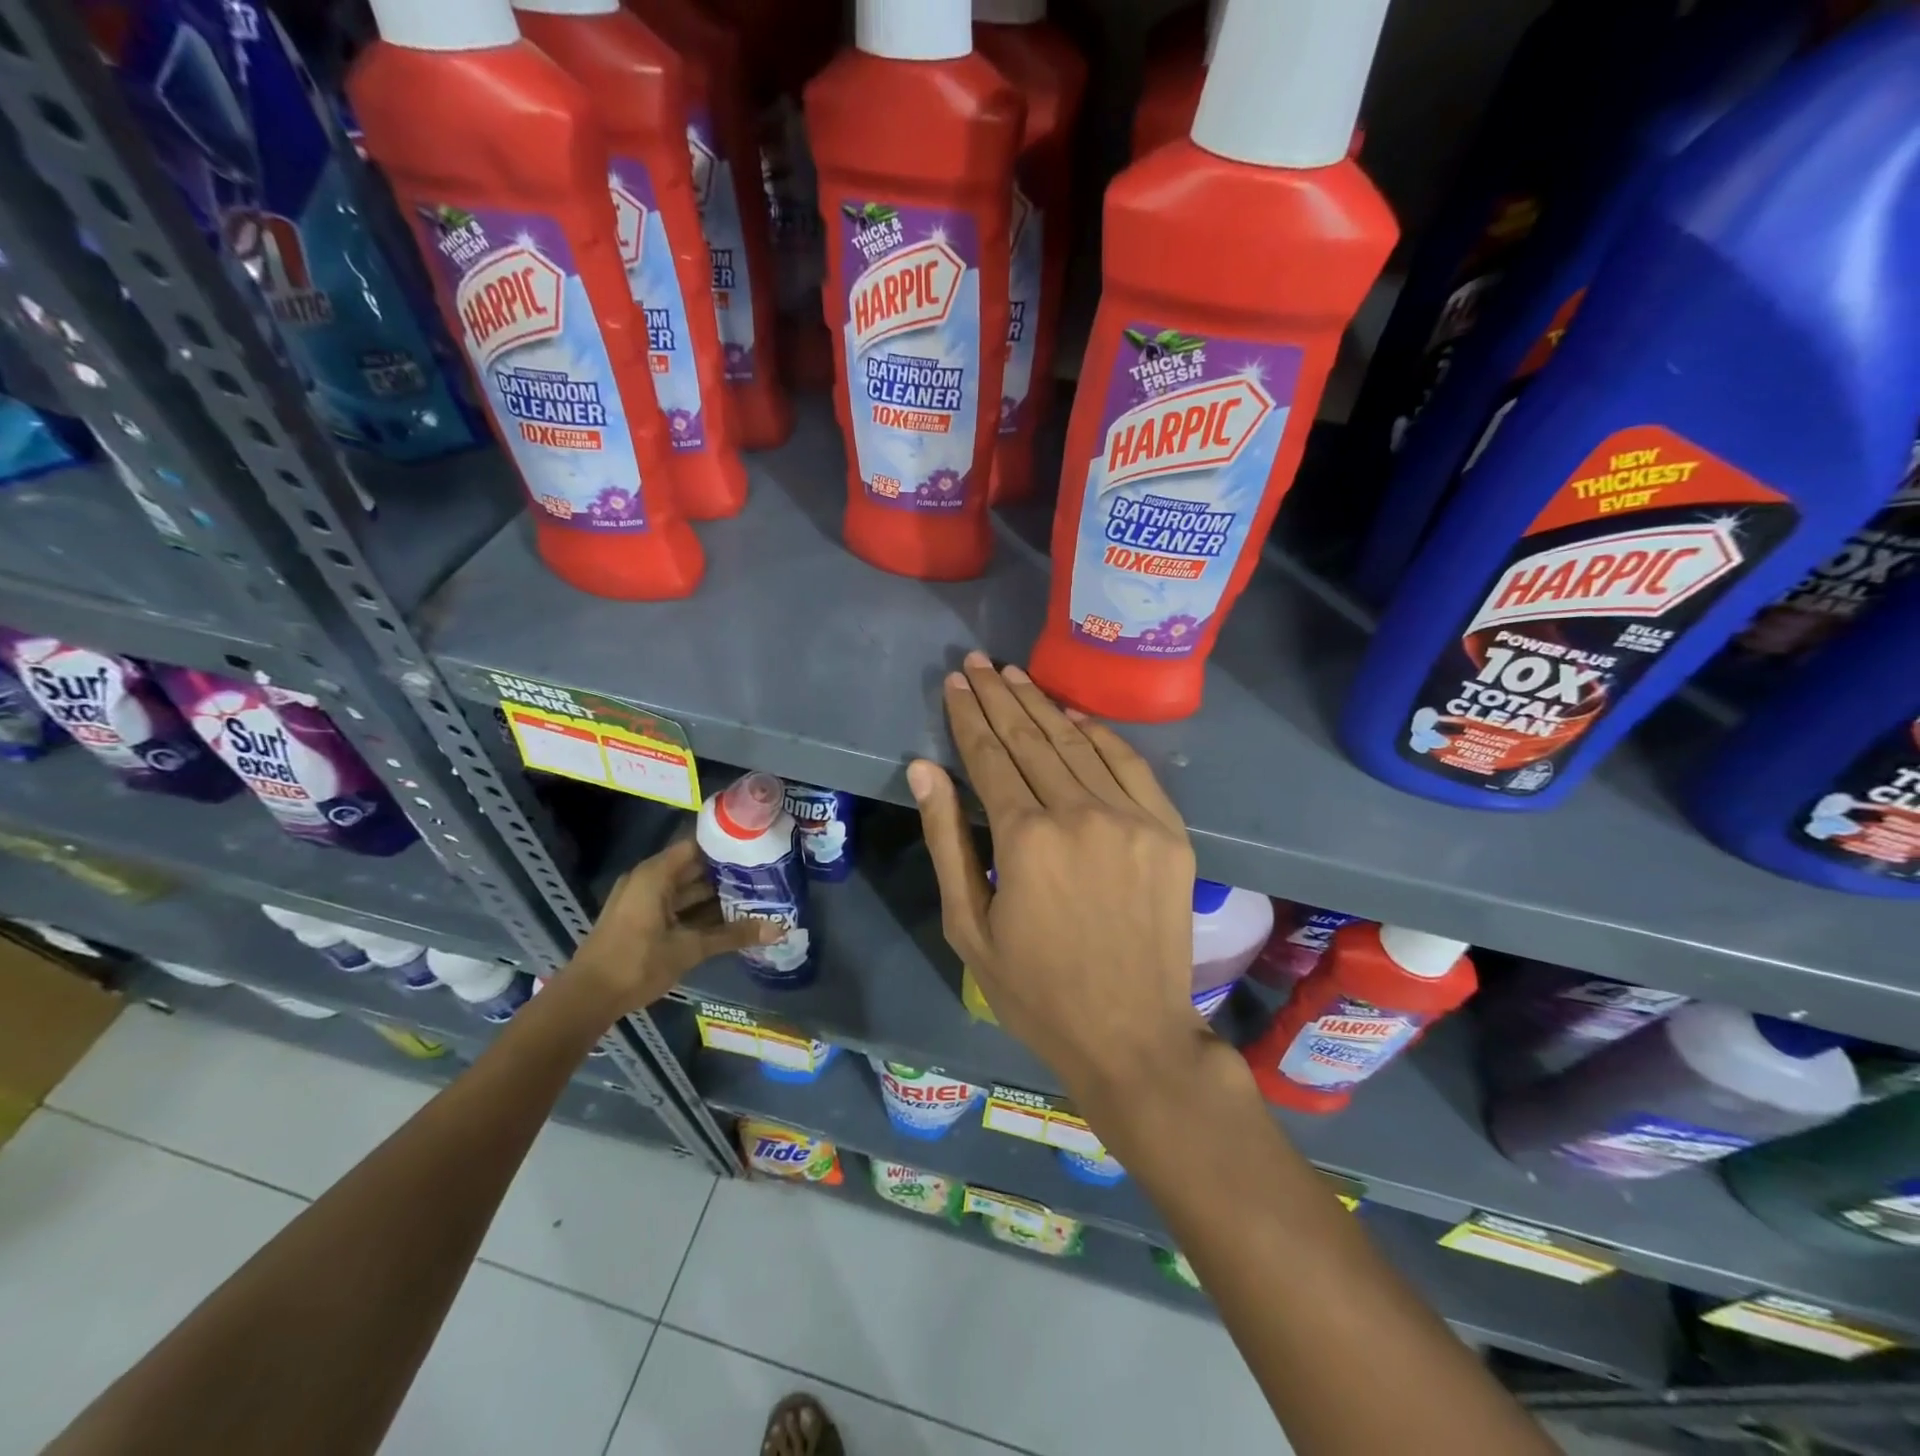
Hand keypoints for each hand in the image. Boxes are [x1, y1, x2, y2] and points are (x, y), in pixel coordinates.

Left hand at [565, 838, 776, 1011]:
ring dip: (715, 895)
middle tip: (765, 875)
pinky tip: (728, 919)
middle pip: (694, 867)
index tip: (757, 846)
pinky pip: (677, 906)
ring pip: (686, 890)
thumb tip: (779, 929)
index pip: (697, 845)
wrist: (586, 999)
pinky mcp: (641, 919)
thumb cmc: (637, 963)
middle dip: (727, 873)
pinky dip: (699, 911)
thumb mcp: (690, 948)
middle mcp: (649, 880)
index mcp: (656, 874)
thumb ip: (734, 935)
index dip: (727, 844)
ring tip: (754, 896)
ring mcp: (643, 900)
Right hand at [908, 652, 1206, 1108]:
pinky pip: (1130, 765)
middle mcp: (1080, 813)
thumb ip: (947, 840)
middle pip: (1031, 738)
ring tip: (1014, 675)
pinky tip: (1075, 714)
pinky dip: (1100, 734)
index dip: (968, 716)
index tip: (955, 682)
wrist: (1132, 1034)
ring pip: (1077, 743)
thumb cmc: (1036, 991)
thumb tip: (925, 769)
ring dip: (1043, 704)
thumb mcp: (969, 926)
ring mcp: (1132, 818)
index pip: (989, 756)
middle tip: (977, 662)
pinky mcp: (1169, 830)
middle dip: (999, 696)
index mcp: (1026, 839)